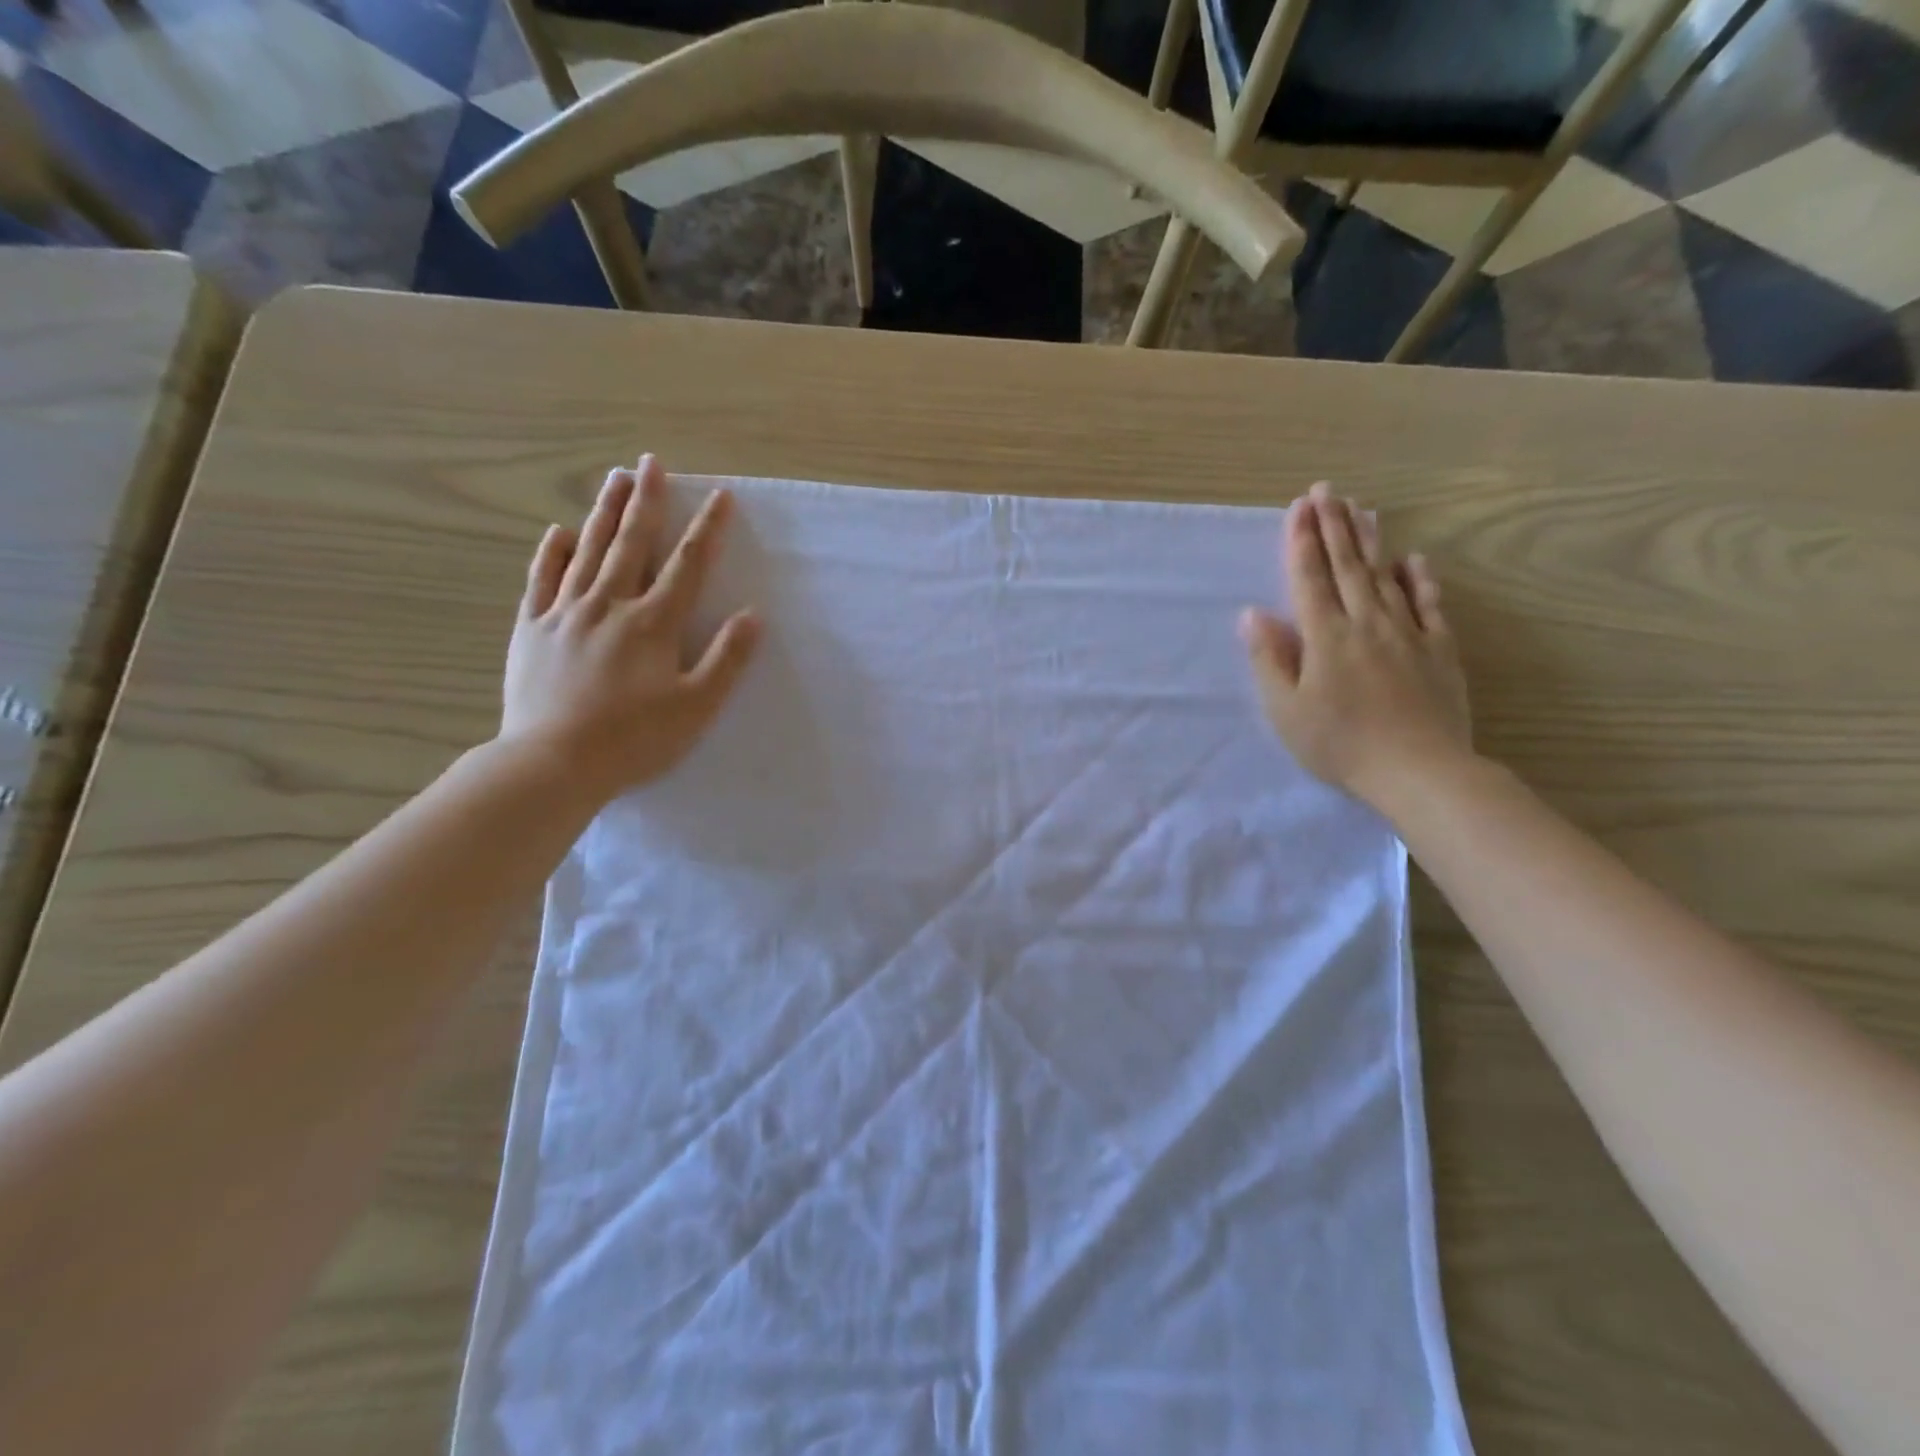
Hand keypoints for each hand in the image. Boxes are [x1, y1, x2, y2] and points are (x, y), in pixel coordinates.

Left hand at [501, 456, 759, 802]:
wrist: (553, 762)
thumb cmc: (635, 739)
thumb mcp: (696, 706)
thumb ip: (726, 659)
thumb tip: (753, 616)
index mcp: (653, 623)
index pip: (688, 565)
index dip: (707, 529)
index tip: (720, 496)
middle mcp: (609, 605)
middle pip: (632, 543)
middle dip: (647, 501)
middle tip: (652, 463)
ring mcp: (565, 613)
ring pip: (588, 550)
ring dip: (604, 512)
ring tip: (615, 478)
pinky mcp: (532, 628)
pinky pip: (542, 579)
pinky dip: (552, 553)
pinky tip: (560, 532)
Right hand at [1239, 482, 1471, 810]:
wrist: (1420, 771)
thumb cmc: (1340, 744)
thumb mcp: (1287, 710)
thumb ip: (1270, 659)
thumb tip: (1252, 614)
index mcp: (1325, 637)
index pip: (1310, 579)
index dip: (1302, 541)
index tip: (1299, 507)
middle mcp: (1366, 624)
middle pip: (1347, 567)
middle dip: (1334, 527)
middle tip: (1327, 491)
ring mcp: (1407, 633)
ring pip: (1385, 577)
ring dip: (1370, 541)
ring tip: (1361, 510)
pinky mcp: (1438, 650)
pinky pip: (1428, 605)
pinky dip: (1419, 580)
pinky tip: (1412, 561)